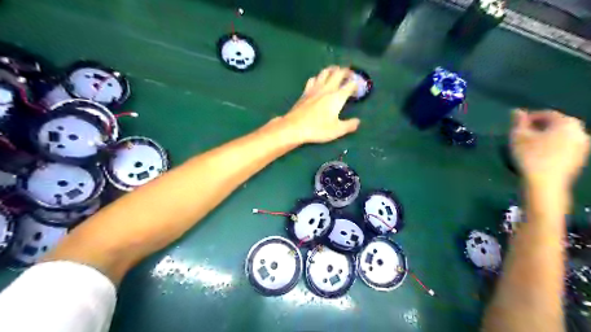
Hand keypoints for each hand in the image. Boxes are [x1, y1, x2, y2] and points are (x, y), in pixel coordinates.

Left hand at [280, 65, 360, 143]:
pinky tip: (318, 81)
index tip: (358, 89)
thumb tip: (357, 121)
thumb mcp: (337, 130)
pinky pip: (313, 79)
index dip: (356, 85)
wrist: (294, 127)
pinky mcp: (305, 92)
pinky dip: (319, 77)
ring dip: (332, 70)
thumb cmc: (318, 129)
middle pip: (338, 73)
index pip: (350, 85)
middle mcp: (327, 89)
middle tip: (350, 74)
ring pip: (325, 72)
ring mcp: (315, 88)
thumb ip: (349, 125)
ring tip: (336, 72)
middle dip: (346, 71)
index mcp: (337, 97)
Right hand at [511, 111, 587, 188]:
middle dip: (539, 127)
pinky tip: (539, 155)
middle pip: (556, 124)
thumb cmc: (530, 156)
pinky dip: (552, 147)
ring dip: (545, 138)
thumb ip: (518, 122)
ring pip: (561, 136)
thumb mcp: (518, 136)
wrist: (545, 184)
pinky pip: (564, 147)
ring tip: (529, 145)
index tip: (515, 125)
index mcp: (566, 122)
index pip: (546, 114)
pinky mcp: (580, 159)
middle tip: (522, 135)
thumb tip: (517, 111)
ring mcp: (583, 146)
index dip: (529, 118)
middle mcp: (580, 131)